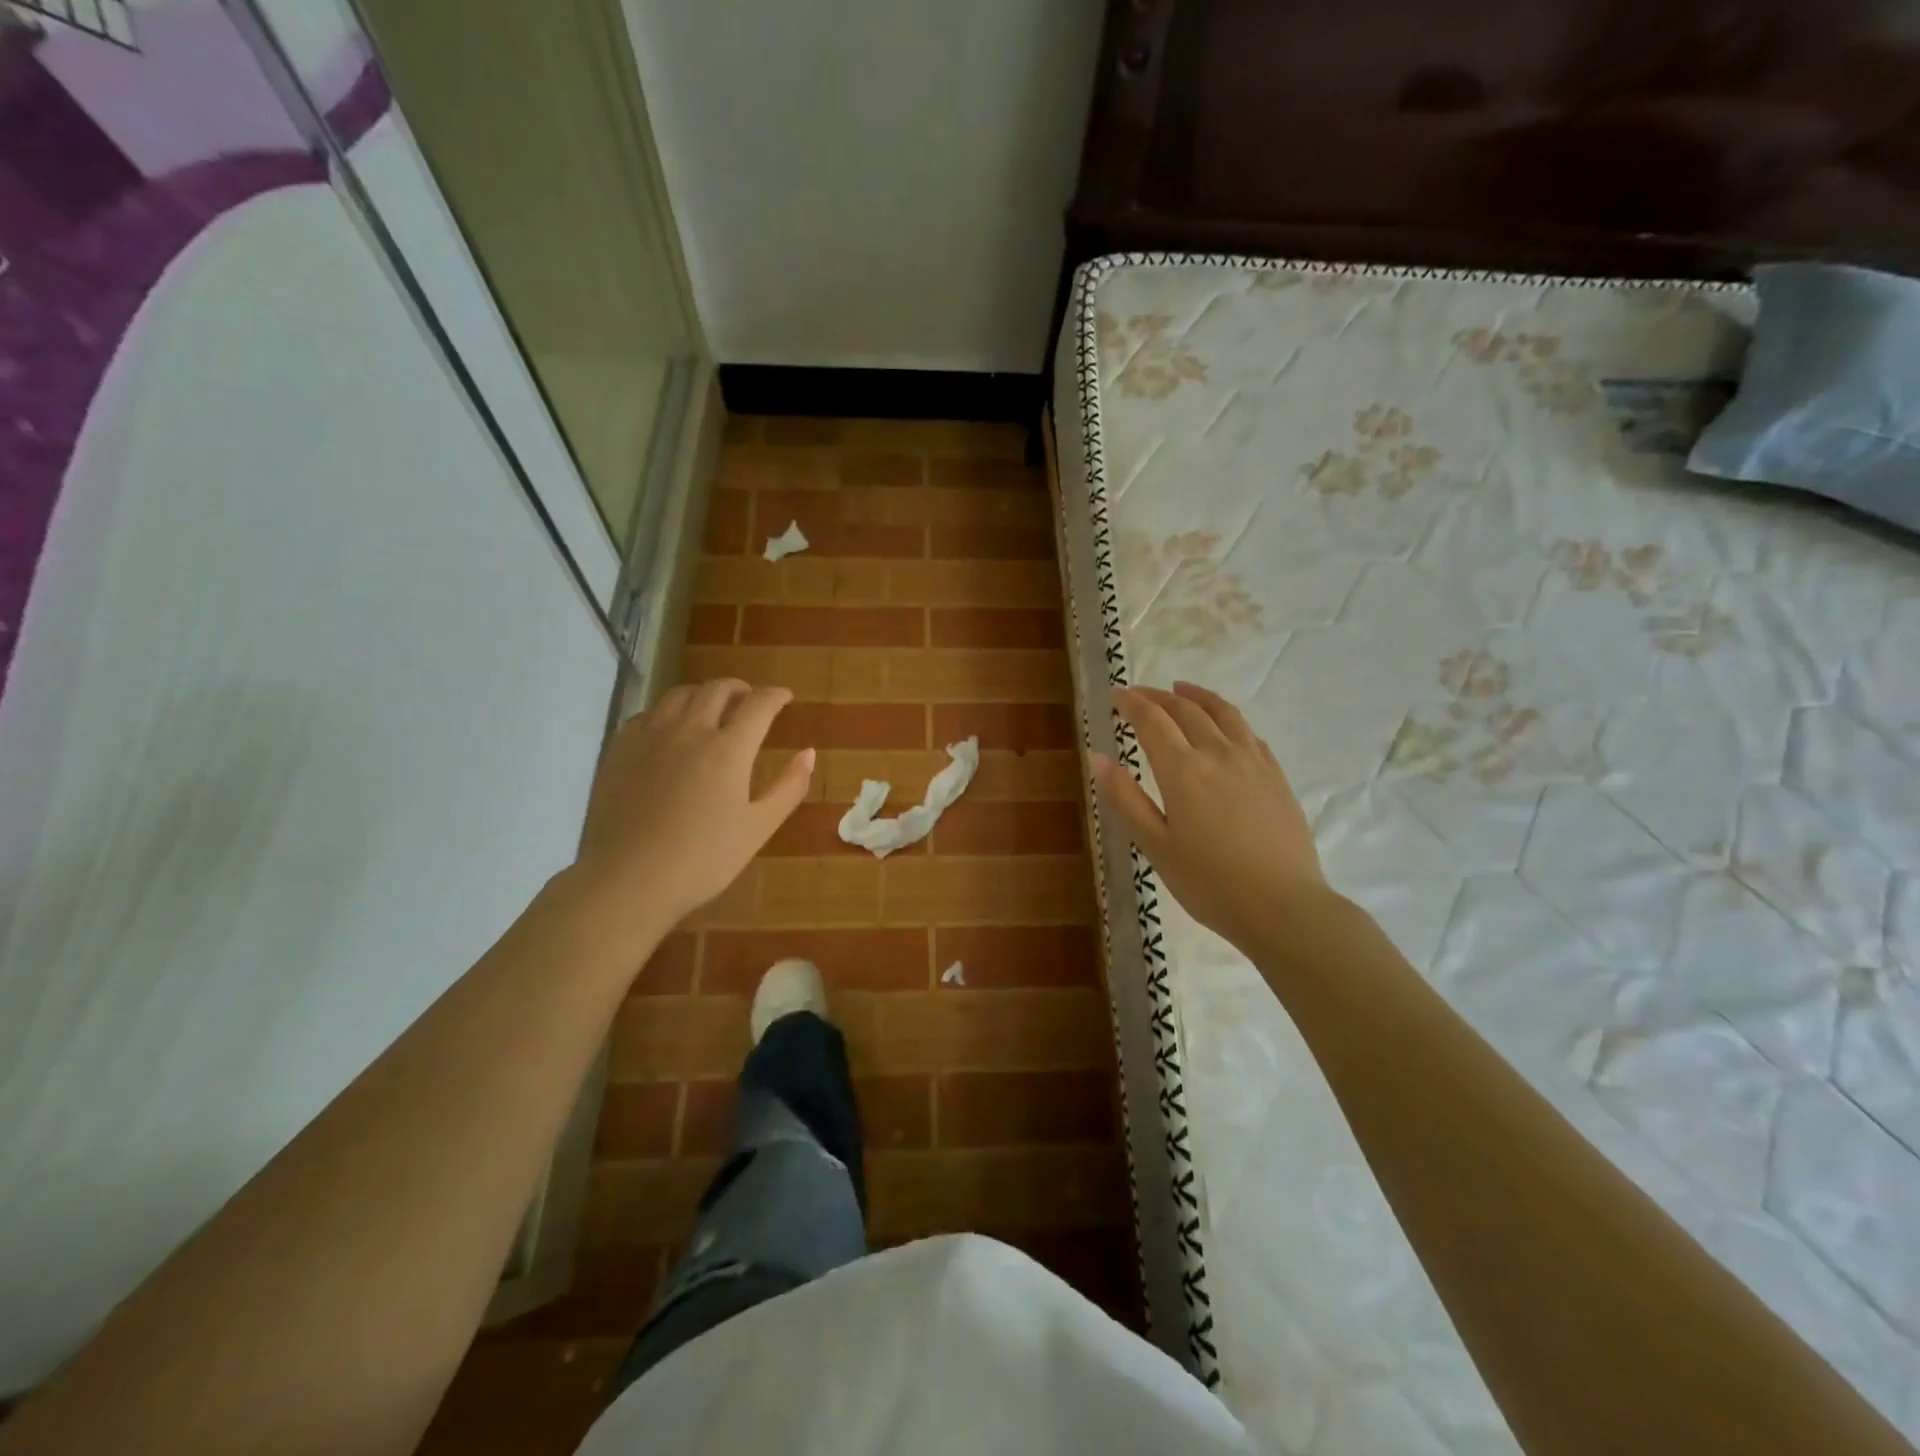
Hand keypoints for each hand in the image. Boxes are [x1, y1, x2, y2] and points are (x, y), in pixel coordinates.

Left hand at [573, 679, 811, 927]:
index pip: (759, 705)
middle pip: (717, 689)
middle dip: (740, 689)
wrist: (627, 880)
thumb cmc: (702, 860)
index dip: (775, 696)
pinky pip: (648, 714)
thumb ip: (789, 787)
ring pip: (680, 695)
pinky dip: (668, 712)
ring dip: (703, 694)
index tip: (785, 697)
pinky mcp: (620, 749)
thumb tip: (808, 753)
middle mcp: (689, 730)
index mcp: (728, 749)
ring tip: (711, 709)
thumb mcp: (758, 828)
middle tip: (749, 700)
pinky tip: (670, 731)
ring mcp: (649, 736)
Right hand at [1091, 681, 1326, 950]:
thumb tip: (1098, 757)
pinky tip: (1224, 726)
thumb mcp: (1155, 846)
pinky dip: (1227, 718)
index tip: (1116, 695)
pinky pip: (1248, 733)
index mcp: (1183, 770)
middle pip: (1186, 710)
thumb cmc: (1209, 883)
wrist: (1283, 907)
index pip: (1152, 720)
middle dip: (1158, 696)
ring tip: (1182, 688)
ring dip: (1197, 696)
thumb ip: (1125, 799)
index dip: (1132, 703)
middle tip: (1139, 694)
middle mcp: (1218, 753)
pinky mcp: (1276, 776)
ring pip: (1223, 713)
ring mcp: (1253, 762)